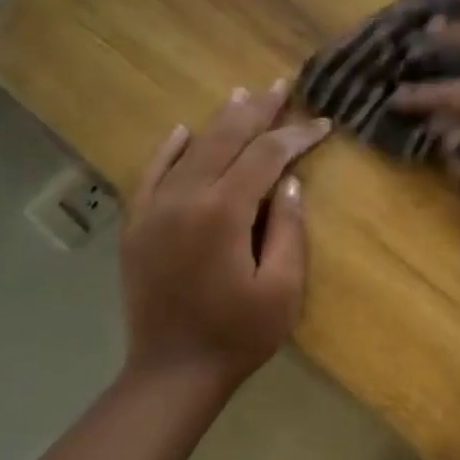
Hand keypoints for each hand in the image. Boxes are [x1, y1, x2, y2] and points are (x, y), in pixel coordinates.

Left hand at [117, 81, 330, 394]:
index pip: (265, 157)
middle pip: (225, 140)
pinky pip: (151, 174)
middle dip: (257, 112)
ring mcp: (154, 210)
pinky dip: (168, 149)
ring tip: (243, 95)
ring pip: (190, 150)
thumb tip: (290, 182)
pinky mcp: (138, 225)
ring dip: (219, 121)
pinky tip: (182, 130)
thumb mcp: (281, 288)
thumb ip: (288, 229)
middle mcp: (184, 198)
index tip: (321, 123)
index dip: (296, 136)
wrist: (172, 372)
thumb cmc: (239, 334)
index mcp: (223, 212)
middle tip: (281, 87)